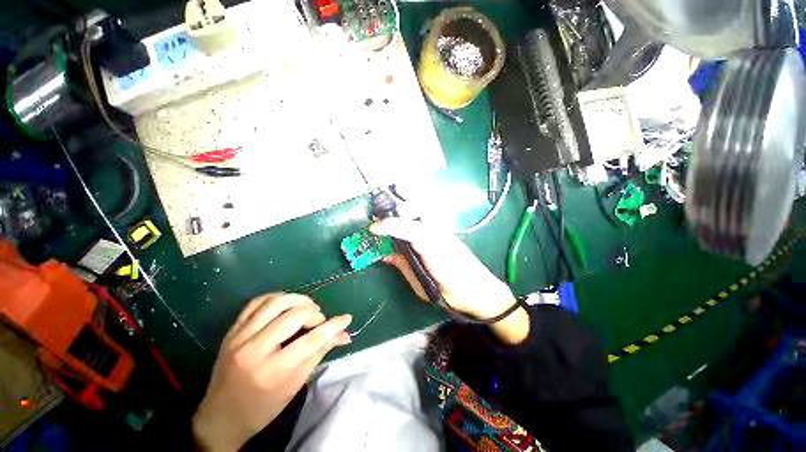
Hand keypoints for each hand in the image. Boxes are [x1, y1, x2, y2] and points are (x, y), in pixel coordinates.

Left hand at [193, 293, 351, 451]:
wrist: (222, 417)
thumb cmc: (264, 406)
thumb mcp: (296, 384)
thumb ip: (321, 353)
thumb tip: (345, 335)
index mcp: (274, 371)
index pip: (312, 339)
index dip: (334, 325)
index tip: (346, 318)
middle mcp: (255, 350)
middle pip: (294, 316)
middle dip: (315, 313)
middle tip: (319, 320)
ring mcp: (240, 338)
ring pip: (275, 303)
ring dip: (298, 300)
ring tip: (307, 308)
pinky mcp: (231, 331)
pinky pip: (256, 302)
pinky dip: (276, 297)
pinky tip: (286, 303)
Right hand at [371, 219, 528, 343]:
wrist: (483, 291)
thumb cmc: (455, 296)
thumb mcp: (425, 288)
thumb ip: (405, 268)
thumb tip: (386, 255)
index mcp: (437, 253)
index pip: (413, 232)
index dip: (392, 227)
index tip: (373, 229)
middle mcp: (442, 237)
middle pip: (420, 213)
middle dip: (398, 213)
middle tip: (381, 223)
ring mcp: (446, 233)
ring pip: (423, 213)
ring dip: (404, 213)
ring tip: (390, 223)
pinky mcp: (447, 234)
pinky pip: (426, 220)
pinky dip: (412, 219)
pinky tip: (405, 228)